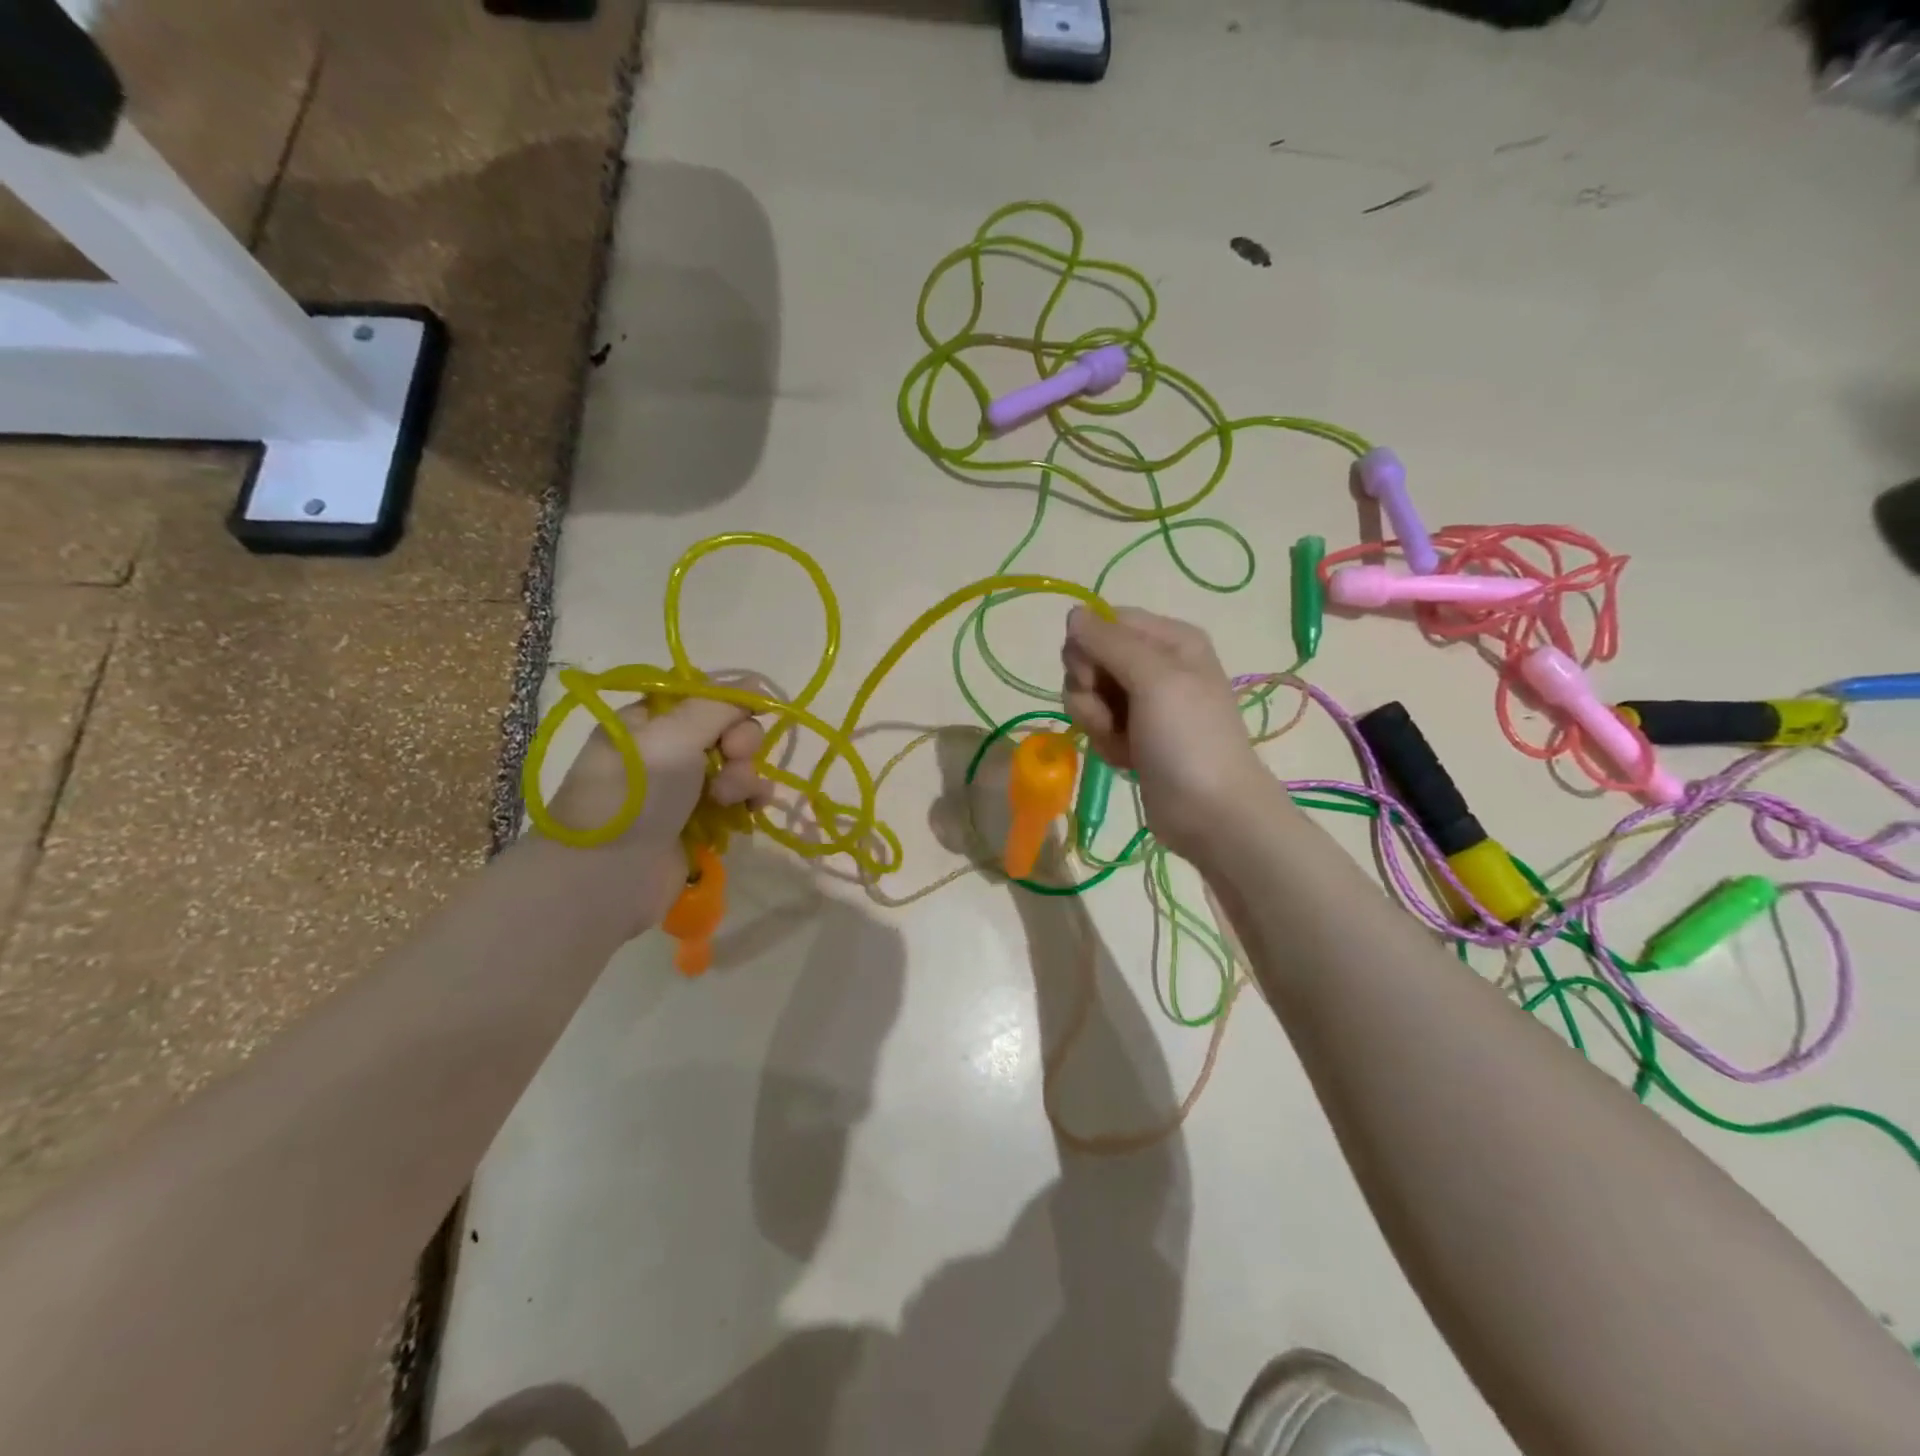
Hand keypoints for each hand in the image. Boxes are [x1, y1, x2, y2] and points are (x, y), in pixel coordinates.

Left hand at [544, 697, 770, 933]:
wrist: (607, 874)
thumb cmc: (635, 793)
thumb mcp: (673, 735)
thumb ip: (719, 705)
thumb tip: (758, 681)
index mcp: (650, 721)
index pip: (705, 698)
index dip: (730, 706)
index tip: (735, 721)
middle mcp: (668, 750)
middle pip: (728, 731)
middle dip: (741, 744)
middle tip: (732, 758)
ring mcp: (685, 789)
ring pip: (738, 767)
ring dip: (745, 776)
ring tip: (728, 798)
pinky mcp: (701, 824)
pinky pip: (740, 801)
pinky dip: (749, 801)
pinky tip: (752, 810)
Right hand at [1061, 606, 1282, 862]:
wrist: (1211, 813)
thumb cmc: (1188, 739)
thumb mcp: (1154, 679)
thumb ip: (1110, 642)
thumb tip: (1073, 612)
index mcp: (1170, 639)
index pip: (1106, 622)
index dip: (1089, 648)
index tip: (1094, 677)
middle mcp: (1156, 664)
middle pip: (1091, 657)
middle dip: (1090, 689)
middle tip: (1112, 716)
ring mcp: (1144, 702)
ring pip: (1088, 693)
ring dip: (1095, 720)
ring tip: (1123, 742)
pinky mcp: (1133, 734)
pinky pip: (1098, 723)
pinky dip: (1106, 742)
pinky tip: (1127, 759)